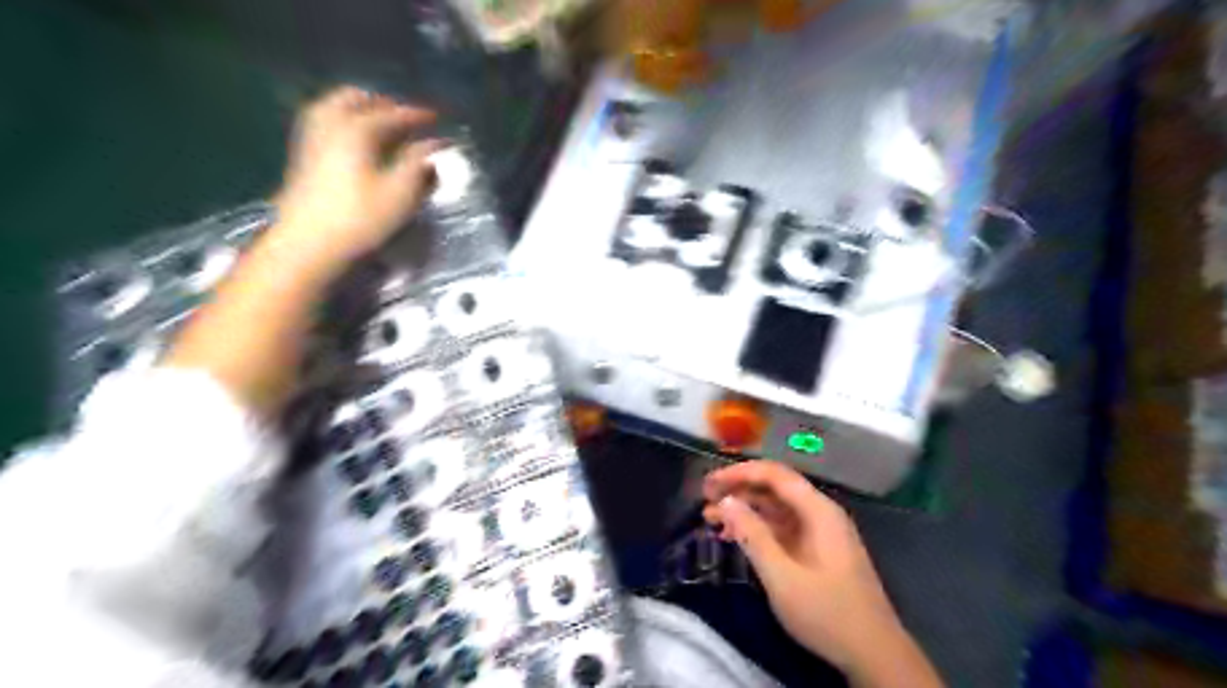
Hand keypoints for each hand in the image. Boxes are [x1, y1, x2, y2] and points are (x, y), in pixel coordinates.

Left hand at [269, 86, 442, 273]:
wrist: (308, 244)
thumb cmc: (361, 219)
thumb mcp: (400, 193)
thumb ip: (419, 163)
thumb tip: (434, 145)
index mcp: (357, 129)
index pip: (393, 114)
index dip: (417, 115)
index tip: (437, 118)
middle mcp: (331, 124)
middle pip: (356, 99)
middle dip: (383, 103)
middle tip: (405, 116)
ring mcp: (312, 139)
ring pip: (335, 108)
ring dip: (361, 109)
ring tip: (382, 124)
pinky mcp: (304, 157)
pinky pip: (326, 123)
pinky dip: (344, 121)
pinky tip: (357, 141)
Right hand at [699, 460, 941, 685]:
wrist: (874, 655)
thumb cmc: (827, 613)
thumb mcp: (782, 576)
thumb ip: (752, 535)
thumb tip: (726, 501)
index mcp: (818, 511)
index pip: (774, 474)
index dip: (739, 473)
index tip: (709, 483)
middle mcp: (820, 513)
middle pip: (774, 488)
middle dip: (738, 490)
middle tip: (705, 499)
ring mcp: (820, 532)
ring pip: (776, 508)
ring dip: (744, 510)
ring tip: (710, 519)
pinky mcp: (817, 550)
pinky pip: (782, 528)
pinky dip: (757, 529)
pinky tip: (734, 538)